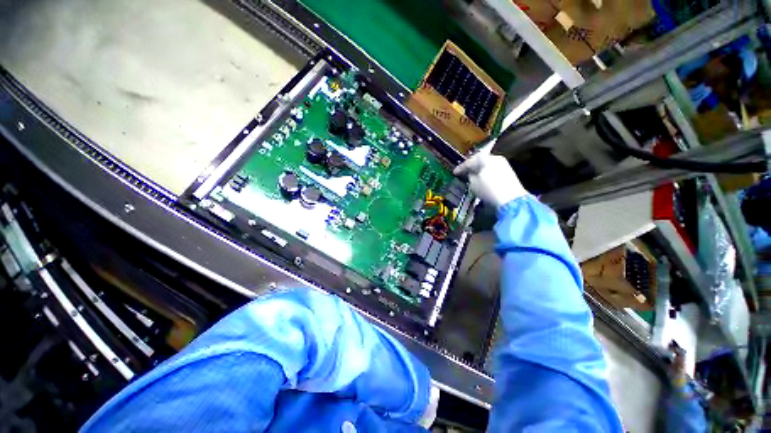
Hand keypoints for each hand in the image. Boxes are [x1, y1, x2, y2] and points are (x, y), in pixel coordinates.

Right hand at [453, 153, 526, 207]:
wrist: (510, 199)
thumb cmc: (489, 190)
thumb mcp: (473, 183)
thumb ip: (469, 176)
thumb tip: (470, 174)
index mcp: (485, 158)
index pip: (469, 161)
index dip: (461, 167)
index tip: (455, 172)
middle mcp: (495, 158)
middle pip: (479, 161)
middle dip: (471, 167)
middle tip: (464, 173)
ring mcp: (503, 165)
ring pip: (487, 165)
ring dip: (479, 171)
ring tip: (472, 177)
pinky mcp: (508, 173)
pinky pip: (493, 170)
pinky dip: (486, 174)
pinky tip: (482, 180)